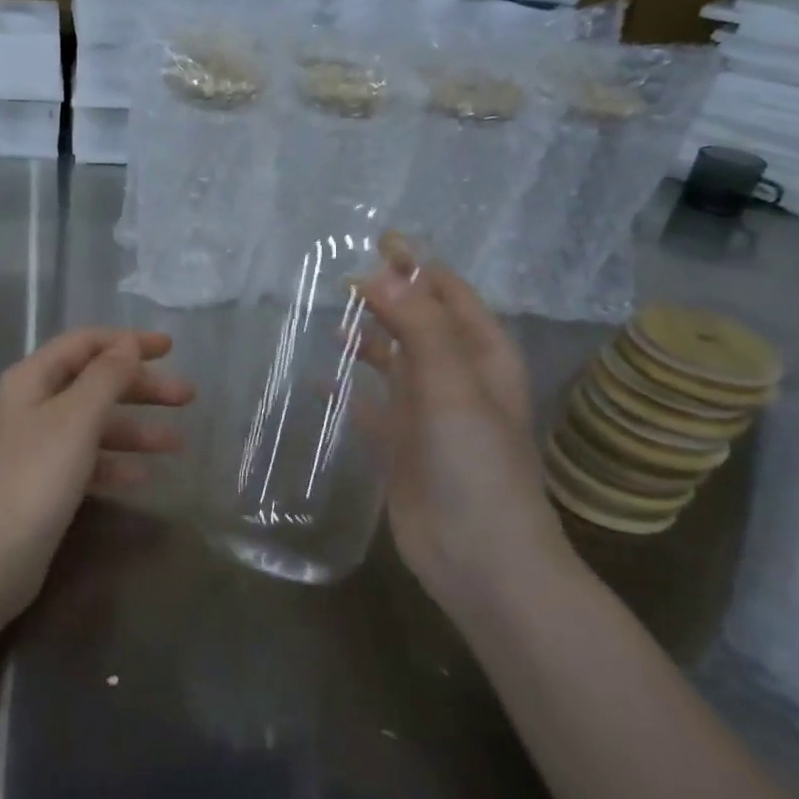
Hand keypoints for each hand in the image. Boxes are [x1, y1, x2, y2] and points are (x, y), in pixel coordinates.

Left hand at [0, 328, 194, 622]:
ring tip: (178, 444)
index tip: (171, 348)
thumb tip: (128, 343)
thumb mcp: (75, 419)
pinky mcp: (43, 484)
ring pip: (94, 424)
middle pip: (94, 383)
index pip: (85, 343)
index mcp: (32, 379)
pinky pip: (87, 461)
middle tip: (187, 397)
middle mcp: (32, 405)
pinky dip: (114, 464)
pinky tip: (142, 477)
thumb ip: (106, 377)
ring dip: (135, 429)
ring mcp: (36, 446)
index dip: (128, 341)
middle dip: (141, 387)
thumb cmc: (33, 478)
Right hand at [358, 246, 569, 617]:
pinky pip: (368, 406)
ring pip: (392, 361)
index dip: (417, 265)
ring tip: (327, 320)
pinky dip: (346, 391)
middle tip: (339, 275)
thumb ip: (417, 326)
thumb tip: (378, 272)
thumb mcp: (452, 385)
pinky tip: (317, 383)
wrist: (480, 559)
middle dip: (386, 297)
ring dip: (366, 339)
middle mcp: (456, 377)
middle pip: (418, 322)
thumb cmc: (476, 464)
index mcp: (482, 356)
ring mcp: (426, 412)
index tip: (377, 240)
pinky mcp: (400, 445)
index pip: (448, 294)